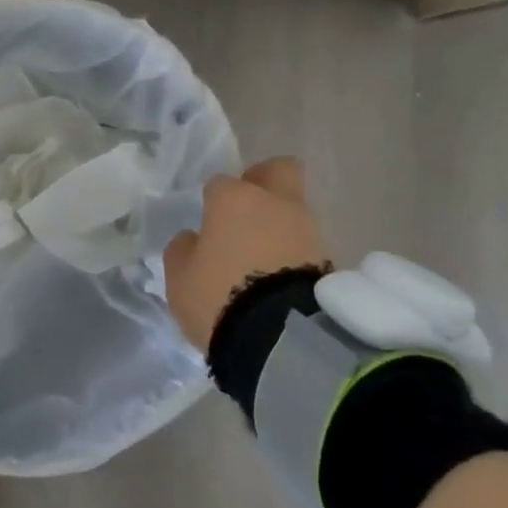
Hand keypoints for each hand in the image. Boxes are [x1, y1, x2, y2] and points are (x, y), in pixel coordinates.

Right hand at [162, 157, 328, 352]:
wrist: (282, 337)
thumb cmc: (220, 297)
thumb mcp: (180, 279)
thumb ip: (183, 250)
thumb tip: (194, 239)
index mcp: (233, 198)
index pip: (219, 184)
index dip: (212, 202)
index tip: (208, 226)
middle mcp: (274, 202)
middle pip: (278, 170)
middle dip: (264, 182)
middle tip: (248, 211)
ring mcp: (306, 228)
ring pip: (294, 209)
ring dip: (280, 224)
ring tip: (264, 258)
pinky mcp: (328, 258)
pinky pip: (305, 243)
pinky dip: (294, 253)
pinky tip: (280, 277)